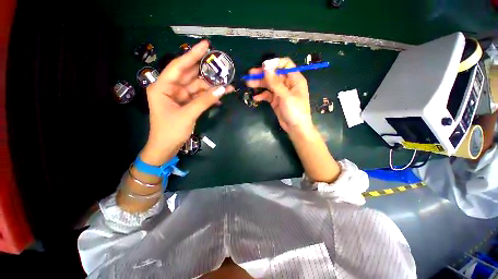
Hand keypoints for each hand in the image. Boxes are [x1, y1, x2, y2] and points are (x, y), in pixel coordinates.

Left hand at [141, 40, 233, 165]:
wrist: (166, 148)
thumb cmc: (170, 131)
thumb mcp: (187, 115)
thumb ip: (204, 101)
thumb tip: (222, 89)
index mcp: (163, 86)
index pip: (179, 66)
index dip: (193, 55)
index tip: (206, 45)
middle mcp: (171, 88)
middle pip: (190, 76)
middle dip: (206, 72)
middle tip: (221, 66)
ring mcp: (179, 97)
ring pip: (197, 87)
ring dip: (211, 87)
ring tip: (227, 85)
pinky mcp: (186, 104)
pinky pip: (199, 97)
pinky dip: (209, 97)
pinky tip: (220, 98)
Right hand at [246, 57, 312, 134]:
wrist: (295, 128)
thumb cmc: (295, 111)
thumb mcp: (285, 96)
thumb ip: (275, 83)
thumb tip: (265, 68)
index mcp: (294, 79)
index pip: (285, 65)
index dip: (274, 64)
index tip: (263, 67)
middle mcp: (287, 84)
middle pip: (274, 75)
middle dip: (262, 74)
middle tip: (250, 74)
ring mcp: (281, 93)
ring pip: (269, 85)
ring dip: (259, 84)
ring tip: (248, 84)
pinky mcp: (275, 101)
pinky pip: (267, 95)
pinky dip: (262, 95)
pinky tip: (256, 97)